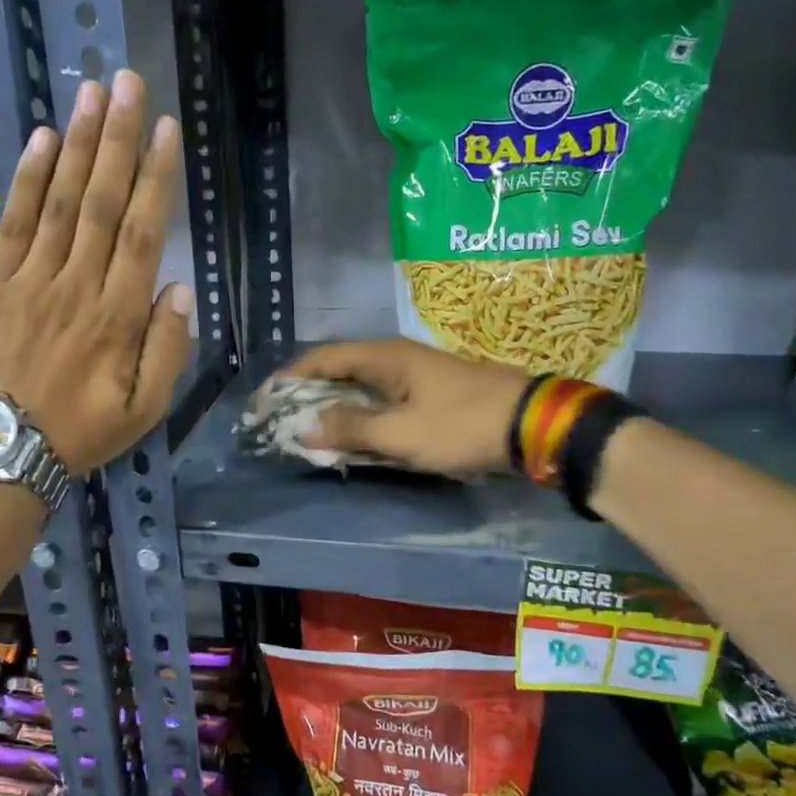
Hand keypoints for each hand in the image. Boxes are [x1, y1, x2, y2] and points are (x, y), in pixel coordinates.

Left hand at [0, 70, 191, 470]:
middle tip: (128, 84)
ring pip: (60, 203)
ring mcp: (32, 281)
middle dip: (117, 140)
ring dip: (77, 146)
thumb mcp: (145, 409)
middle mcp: (77, 286)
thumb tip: (179, 289)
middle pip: (102, 203)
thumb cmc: (84, 431)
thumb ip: (167, 349)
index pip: (143, 234)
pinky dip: (28, 181)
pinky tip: (42, 142)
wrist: (4, 451)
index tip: (167, 131)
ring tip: (91, 94)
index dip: (156, 178)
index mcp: (118, 317)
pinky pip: (14, 224)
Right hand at [272, 339, 529, 476]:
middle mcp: (393, 358)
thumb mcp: (400, 433)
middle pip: (337, 372)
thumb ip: (350, 428)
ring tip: (307, 435)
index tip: (264, 405)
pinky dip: (359, 418)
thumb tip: (304, 427)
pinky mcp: (427, 395)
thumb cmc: (461, 425)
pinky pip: (380, 403)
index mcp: (383, 356)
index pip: (320, 359)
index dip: (288, 380)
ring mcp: (412, 376)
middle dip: (306, 397)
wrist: (531, 425)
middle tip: (281, 425)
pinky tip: (351, 438)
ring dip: (333, 410)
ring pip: (359, 389)